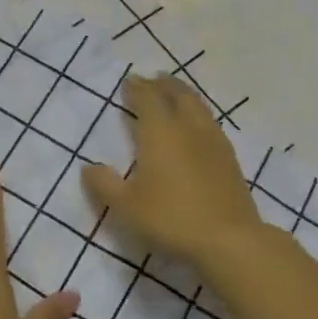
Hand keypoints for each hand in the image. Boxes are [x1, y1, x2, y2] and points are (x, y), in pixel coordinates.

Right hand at [81, 75, 264, 265]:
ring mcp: (213, 142)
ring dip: (184, 94)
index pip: (148, 99)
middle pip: (177, 95)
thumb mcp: (126, 207)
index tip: (129, 82)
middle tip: (153, 79)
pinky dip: (199, 114)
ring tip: (176, 93)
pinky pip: (211, 123)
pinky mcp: (229, 159)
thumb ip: (104, 185)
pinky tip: (198, 126)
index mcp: (160, 133)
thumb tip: (88, 167)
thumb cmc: (170, 218)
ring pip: (198, 106)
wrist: (228, 239)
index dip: (137, 88)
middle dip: (163, 84)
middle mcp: (188, 128)